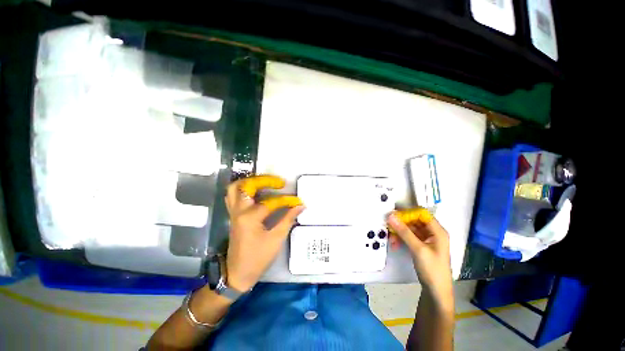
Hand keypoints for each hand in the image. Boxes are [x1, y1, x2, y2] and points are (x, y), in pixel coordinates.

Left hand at [224, 176, 304, 291]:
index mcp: (250, 217)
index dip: (287, 200)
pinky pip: (233, 196)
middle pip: (247, 186)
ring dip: (250, 181)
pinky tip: (255, 192)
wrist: (237, 274)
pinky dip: (243, 190)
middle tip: (278, 182)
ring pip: (235, 188)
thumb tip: (300, 206)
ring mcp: (233, 212)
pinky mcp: (233, 215)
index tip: (297, 201)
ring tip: (265, 182)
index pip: (272, 202)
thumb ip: (288, 219)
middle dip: (264, 180)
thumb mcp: (276, 239)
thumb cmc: (258, 258)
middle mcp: (239, 211)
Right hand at [387, 211, 452, 310]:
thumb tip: (390, 216)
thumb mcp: (418, 249)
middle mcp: (433, 232)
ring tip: (391, 240)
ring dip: (399, 233)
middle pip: (414, 221)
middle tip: (389, 227)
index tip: (394, 215)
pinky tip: (395, 244)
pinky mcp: (421, 246)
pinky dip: (401, 239)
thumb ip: (404, 232)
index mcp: (438, 231)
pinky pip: (409, 237)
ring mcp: (426, 239)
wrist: (436, 292)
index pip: (422, 213)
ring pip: (410, 229)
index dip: (408, 213)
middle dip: (401, 224)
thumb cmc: (432, 269)